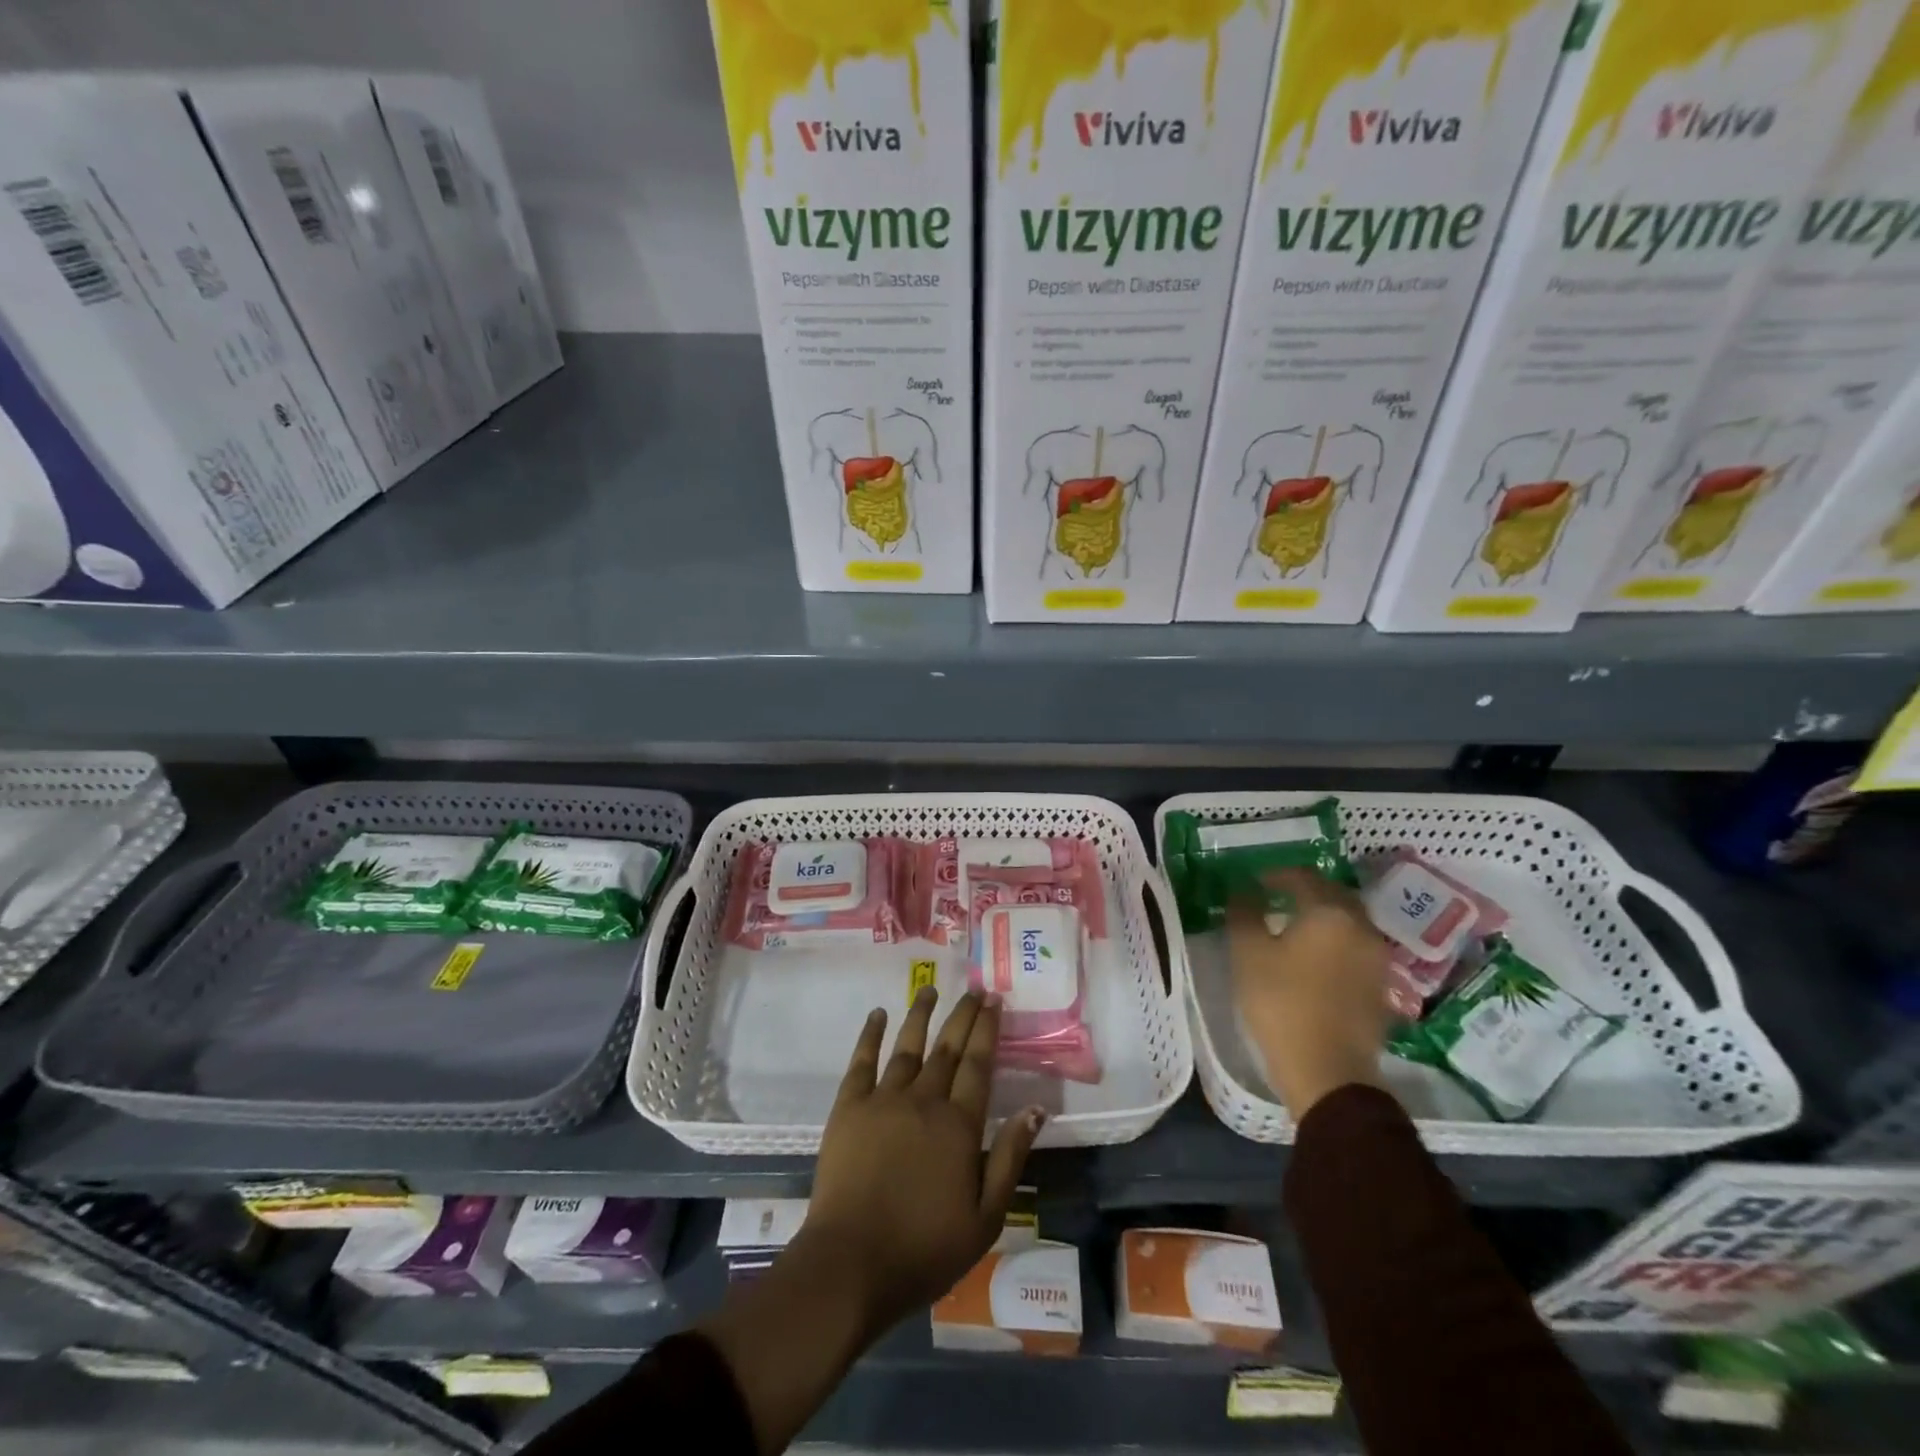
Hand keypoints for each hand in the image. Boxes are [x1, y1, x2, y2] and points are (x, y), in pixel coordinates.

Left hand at [799, 987, 1044, 1338]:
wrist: (851, 1264)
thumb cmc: (924, 1248)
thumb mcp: (985, 1217)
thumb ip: (1010, 1158)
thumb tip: (1035, 1108)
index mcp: (959, 1124)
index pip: (979, 1064)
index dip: (987, 1029)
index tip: (994, 1000)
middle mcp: (924, 1100)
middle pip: (948, 1048)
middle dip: (963, 1015)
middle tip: (973, 989)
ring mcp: (883, 1099)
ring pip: (907, 1046)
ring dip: (920, 1014)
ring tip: (930, 989)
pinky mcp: (849, 1107)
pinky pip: (862, 1061)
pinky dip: (871, 1035)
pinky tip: (878, 1015)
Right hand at [1228, 868, 1389, 1120]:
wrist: (1328, 1071)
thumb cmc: (1281, 1003)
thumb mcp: (1248, 953)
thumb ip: (1244, 913)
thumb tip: (1243, 890)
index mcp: (1329, 913)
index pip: (1303, 877)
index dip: (1276, 875)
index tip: (1254, 882)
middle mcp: (1361, 927)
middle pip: (1333, 894)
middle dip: (1304, 891)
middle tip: (1276, 897)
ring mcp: (1377, 958)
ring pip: (1349, 921)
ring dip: (1323, 915)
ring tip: (1294, 926)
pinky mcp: (1381, 986)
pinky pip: (1356, 947)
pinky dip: (1335, 941)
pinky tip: (1315, 956)